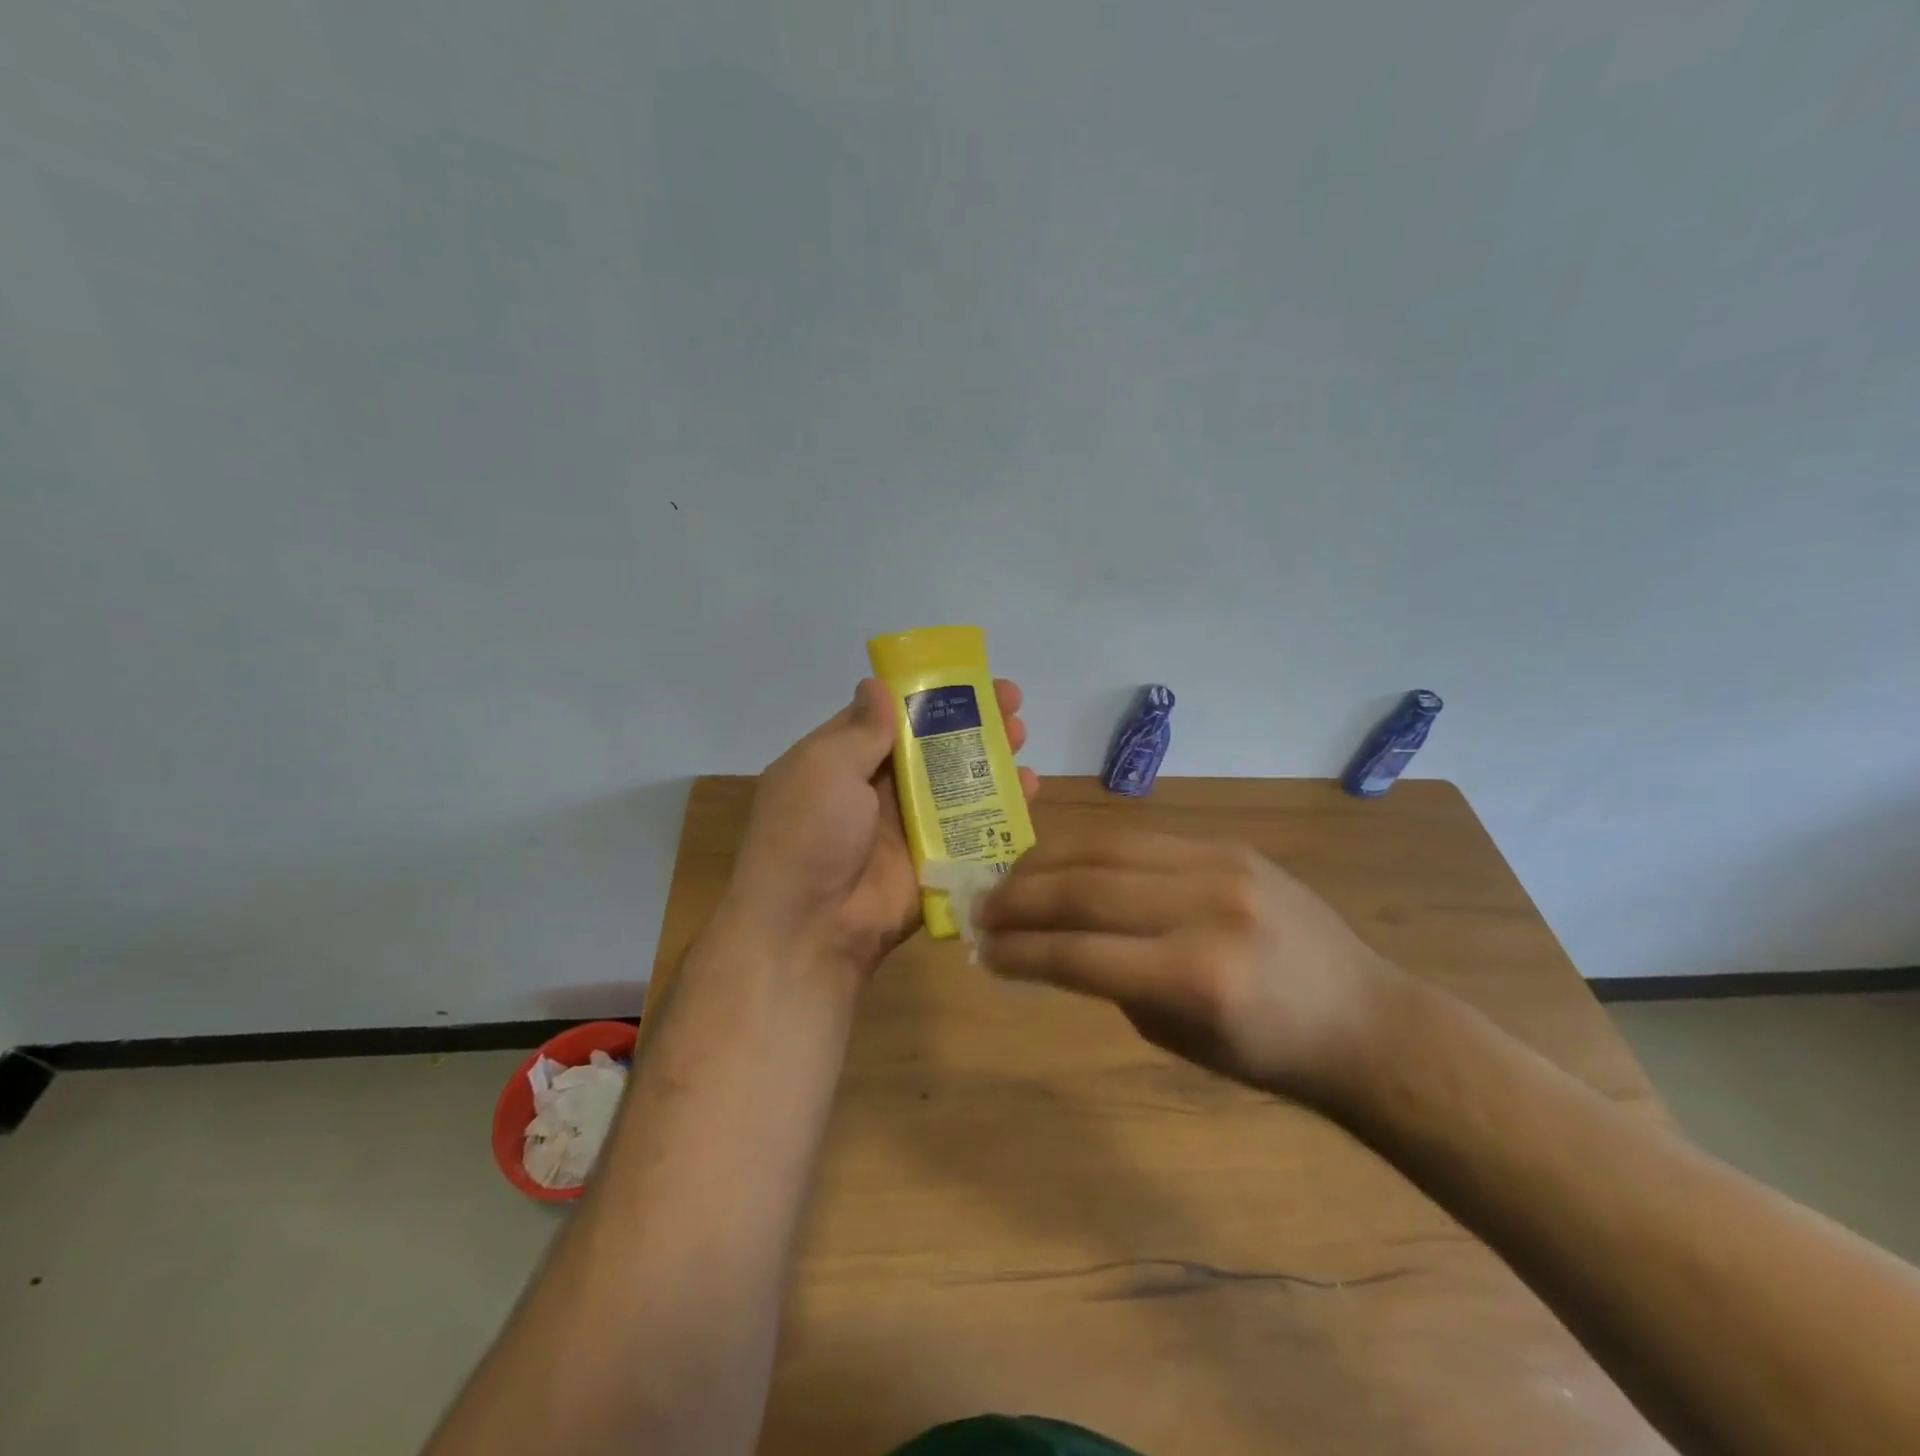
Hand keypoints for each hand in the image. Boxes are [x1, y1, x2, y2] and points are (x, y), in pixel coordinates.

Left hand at [721, 678, 1038, 983]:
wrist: (811, 929)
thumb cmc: (809, 834)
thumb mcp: (824, 768)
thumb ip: (860, 729)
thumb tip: (876, 683)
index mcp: (842, 762)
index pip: (890, 716)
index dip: (927, 694)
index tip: (968, 678)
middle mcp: (876, 790)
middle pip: (931, 747)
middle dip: (970, 723)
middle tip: (1012, 703)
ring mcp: (908, 827)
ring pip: (956, 785)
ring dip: (990, 759)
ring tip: (1022, 736)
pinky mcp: (935, 862)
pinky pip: (972, 829)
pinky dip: (1002, 809)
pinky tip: (1030, 787)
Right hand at [975, 828, 1402, 1104]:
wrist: (1363, 1017)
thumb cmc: (1268, 1052)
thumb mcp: (1178, 1038)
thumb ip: (1111, 982)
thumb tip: (1052, 941)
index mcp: (1195, 979)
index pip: (1079, 954)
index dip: (1020, 951)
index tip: (982, 952)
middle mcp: (1204, 910)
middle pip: (1084, 890)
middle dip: (1019, 899)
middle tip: (981, 909)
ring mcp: (1219, 867)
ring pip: (1105, 849)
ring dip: (1045, 863)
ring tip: (1009, 879)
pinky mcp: (1228, 845)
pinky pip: (1140, 839)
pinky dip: (1090, 850)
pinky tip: (1063, 861)